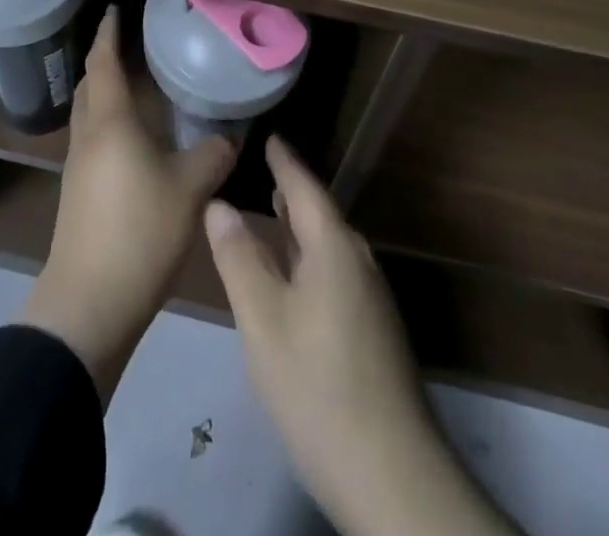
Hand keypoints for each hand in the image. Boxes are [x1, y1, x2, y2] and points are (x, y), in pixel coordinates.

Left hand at [20, 6, 235, 399]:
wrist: (88, 303)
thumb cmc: (139, 232)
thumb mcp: (190, 191)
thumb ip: (212, 157)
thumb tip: (228, 140)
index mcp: (109, 123)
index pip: (104, 63)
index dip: (108, 33)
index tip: (115, 9)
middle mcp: (88, 137)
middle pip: (89, 85)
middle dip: (104, 60)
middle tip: (129, 44)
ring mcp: (77, 167)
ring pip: (89, 114)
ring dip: (105, 93)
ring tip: (136, 86)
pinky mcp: (78, 194)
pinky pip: (92, 141)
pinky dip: (109, 124)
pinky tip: (134, 139)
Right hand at [205, 138, 515, 535]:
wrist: (390, 471)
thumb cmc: (316, 384)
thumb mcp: (263, 319)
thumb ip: (239, 258)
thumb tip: (219, 204)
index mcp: (334, 247)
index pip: (305, 187)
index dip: (284, 161)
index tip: (269, 137)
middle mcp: (358, 261)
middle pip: (320, 214)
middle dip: (292, 192)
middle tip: (263, 171)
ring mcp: (371, 297)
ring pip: (328, 247)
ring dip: (300, 229)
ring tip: (273, 214)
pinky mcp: (374, 330)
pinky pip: (335, 272)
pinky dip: (309, 259)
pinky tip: (293, 277)